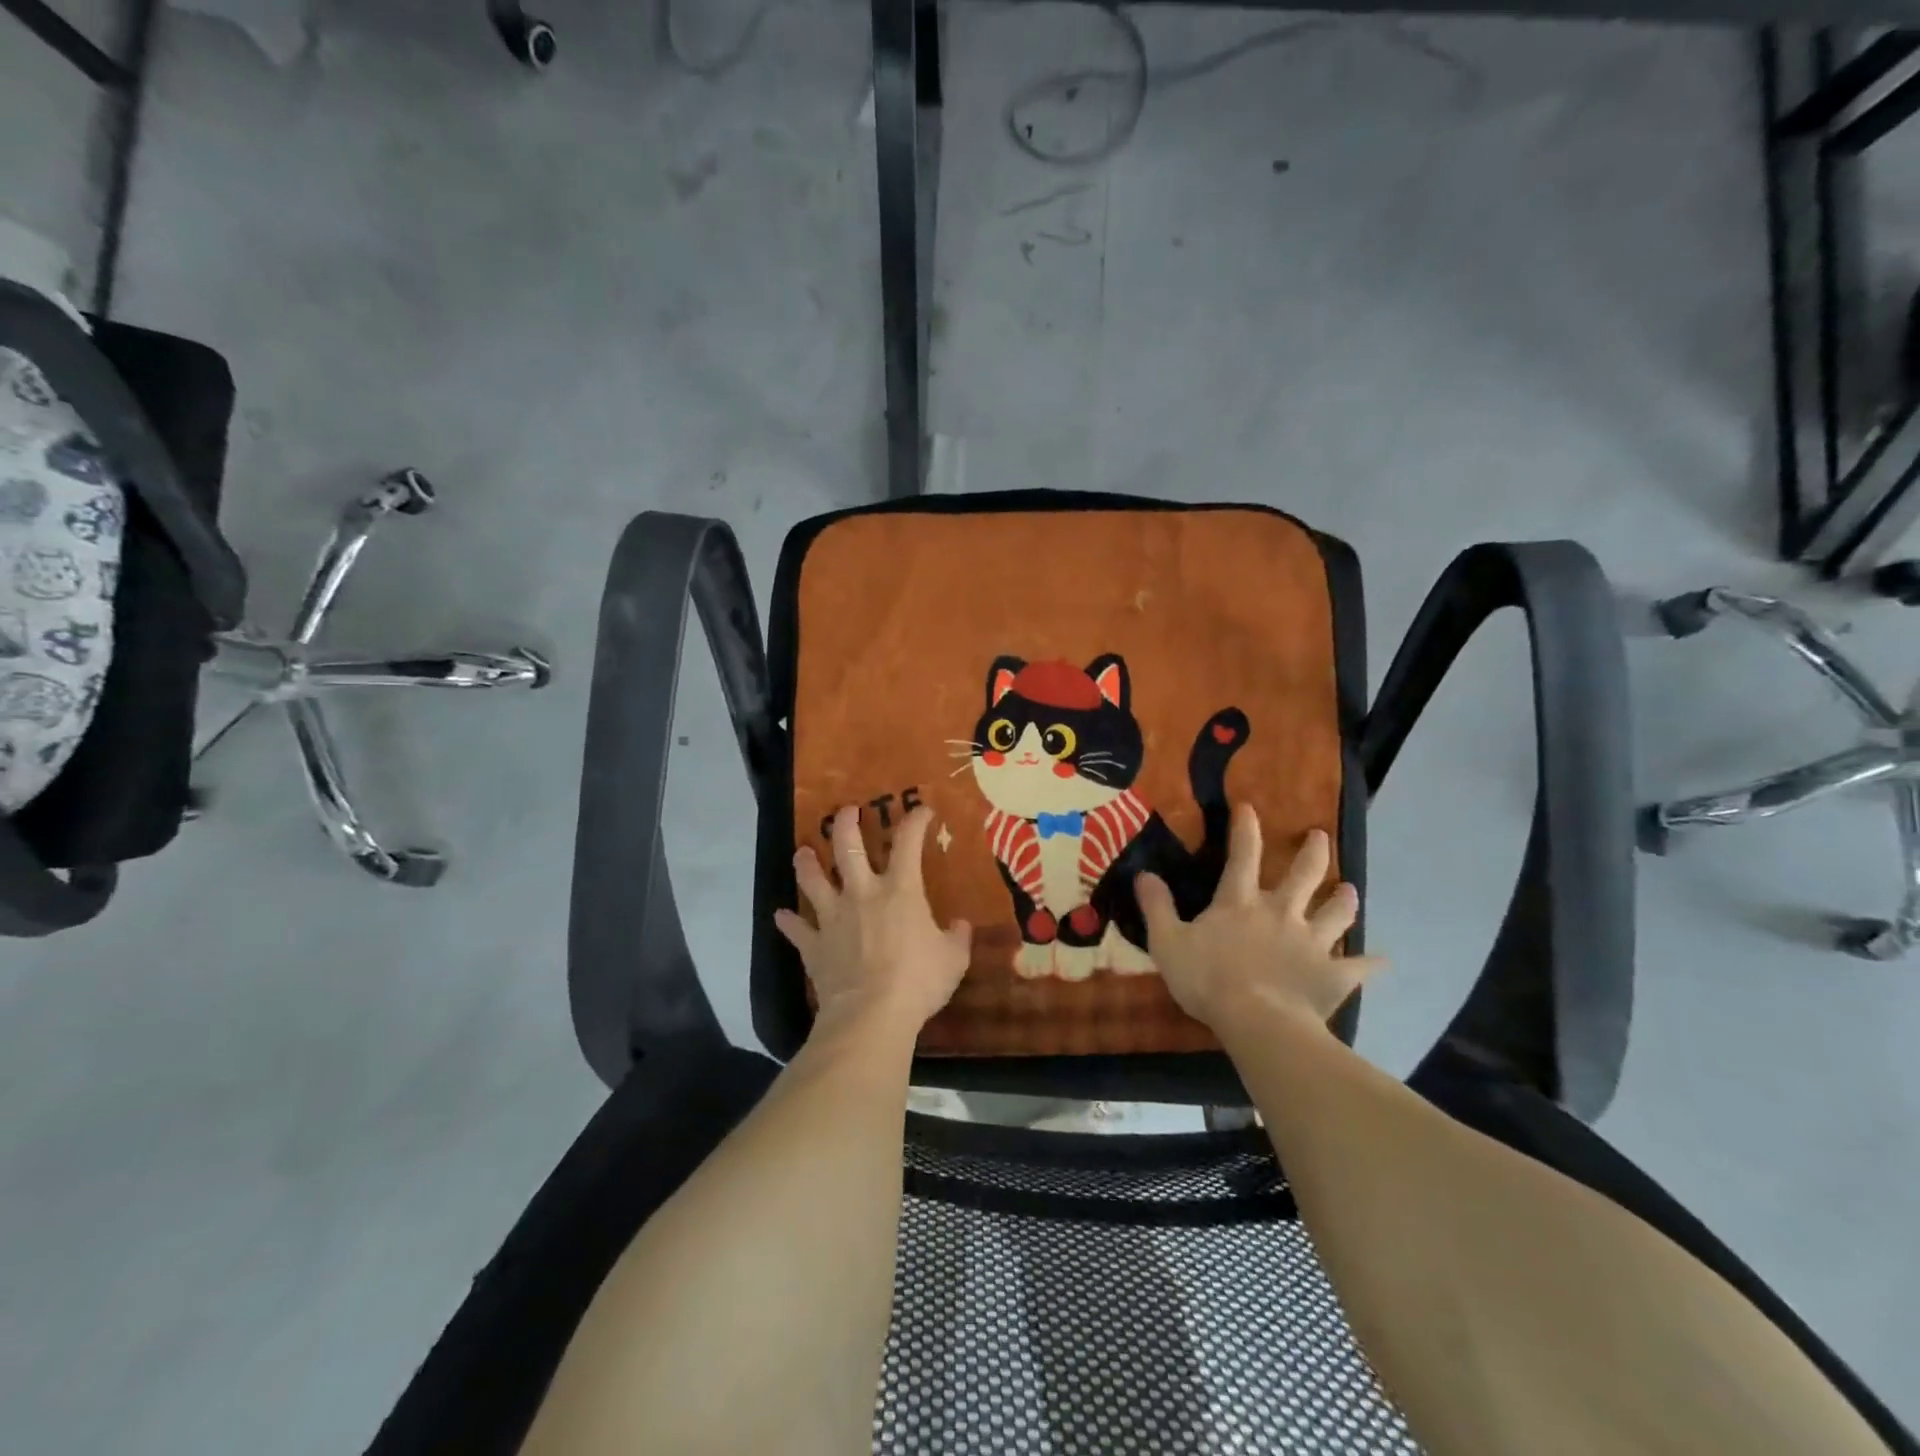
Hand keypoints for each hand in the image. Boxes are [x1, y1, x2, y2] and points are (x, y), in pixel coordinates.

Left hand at [775, 804, 971, 1036]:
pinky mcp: (814, 945)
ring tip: (803, 852)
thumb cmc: (918, 981)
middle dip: (845, 824)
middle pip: (847, 848)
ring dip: (807, 864)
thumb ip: (957, 938)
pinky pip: (796, 929)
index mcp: (900, 890)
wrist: (871, 1014)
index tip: (922, 810)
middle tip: (845, 811)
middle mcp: (862, 893)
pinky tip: (781, 916)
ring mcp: (833, 918)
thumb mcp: (953, 959)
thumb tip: (960, 925)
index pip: (908, 843)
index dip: (915, 821)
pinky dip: (788, 922)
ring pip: (813, 880)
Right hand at [1135, 806, 1382, 1032]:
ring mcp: (1311, 942)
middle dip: (1313, 852)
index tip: (1250, 807)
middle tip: (1320, 836)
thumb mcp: (1167, 942)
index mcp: (1240, 902)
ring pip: (1336, 913)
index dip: (1245, 829)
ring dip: (1344, 900)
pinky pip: (1358, 967)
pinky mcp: (1332, 974)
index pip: (1242, 855)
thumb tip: (1143, 874)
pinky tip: (1383, 961)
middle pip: (1303, 875)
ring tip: (1350, 890)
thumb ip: (1157, 907)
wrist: (1258, 1020)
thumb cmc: (1207, 979)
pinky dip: (1371, 963)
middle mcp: (1280, 912)